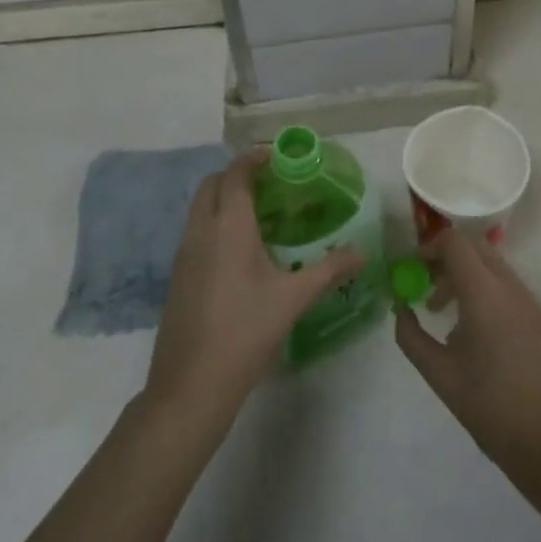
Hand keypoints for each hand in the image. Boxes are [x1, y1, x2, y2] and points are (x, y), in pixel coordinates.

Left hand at [145, 151, 362, 425]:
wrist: (191, 385)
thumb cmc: (246, 332)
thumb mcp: (293, 299)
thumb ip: (329, 270)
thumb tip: (362, 254)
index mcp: (228, 225)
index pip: (236, 173)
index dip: (254, 159)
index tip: (277, 156)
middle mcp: (201, 230)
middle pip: (212, 184)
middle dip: (237, 175)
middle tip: (270, 184)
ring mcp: (184, 253)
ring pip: (200, 207)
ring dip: (224, 198)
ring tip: (259, 214)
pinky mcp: (177, 275)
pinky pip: (195, 231)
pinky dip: (215, 222)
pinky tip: (240, 251)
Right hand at [394, 227, 540, 474]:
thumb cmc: (487, 405)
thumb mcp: (437, 372)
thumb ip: (410, 335)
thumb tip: (399, 308)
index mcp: (484, 293)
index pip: (455, 242)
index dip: (430, 246)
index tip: (413, 268)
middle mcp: (510, 287)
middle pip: (475, 247)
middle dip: (447, 258)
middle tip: (426, 285)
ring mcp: (530, 301)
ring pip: (493, 266)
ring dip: (466, 275)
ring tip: (445, 312)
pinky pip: (508, 287)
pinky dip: (485, 291)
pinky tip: (474, 330)